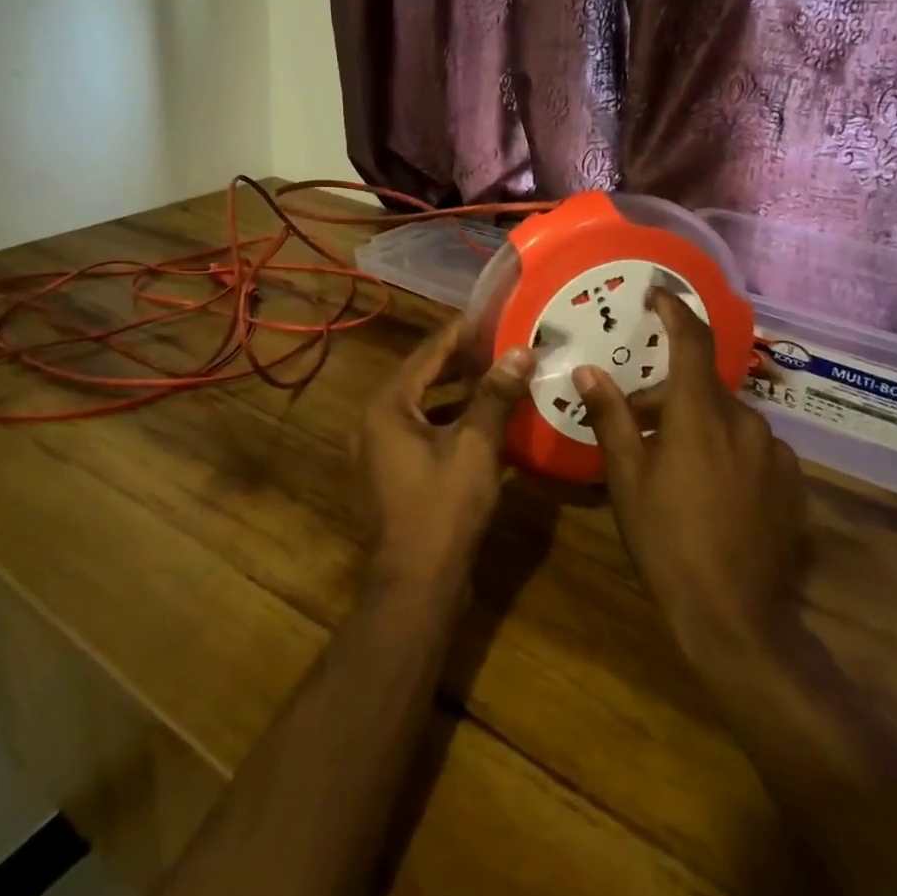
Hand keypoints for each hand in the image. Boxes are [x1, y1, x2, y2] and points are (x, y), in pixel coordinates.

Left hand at [356, 318, 533, 589]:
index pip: (428, 353)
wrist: (417, 583)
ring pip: (423, 405)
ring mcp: (380, 449)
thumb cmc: (443, 508)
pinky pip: (423, 430)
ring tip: (497, 372)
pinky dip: (450, 419)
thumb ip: (495, 395)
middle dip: (461, 360)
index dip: (461, 331)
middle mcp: (376, 420)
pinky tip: (484, 418)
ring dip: (457, 390)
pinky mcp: (393, 472)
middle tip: (501, 341)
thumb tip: (520, 352)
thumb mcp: (475, 446)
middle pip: (422, 376)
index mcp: (387, 405)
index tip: (492, 312)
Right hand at [574, 291, 806, 662]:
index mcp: (701, 414)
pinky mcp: (792, 481)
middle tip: (637, 422)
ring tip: (672, 462)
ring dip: (698, 424)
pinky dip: (727, 449)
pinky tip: (711, 489)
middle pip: (703, 387)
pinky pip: (753, 446)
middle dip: (669, 394)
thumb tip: (588, 372)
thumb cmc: (667, 541)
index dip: (675, 310)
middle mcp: (745, 421)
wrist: (736, 616)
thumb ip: (610, 418)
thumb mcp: (627, 478)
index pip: (692, 340)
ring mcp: (775, 452)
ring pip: (728, 418)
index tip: (657, 294)